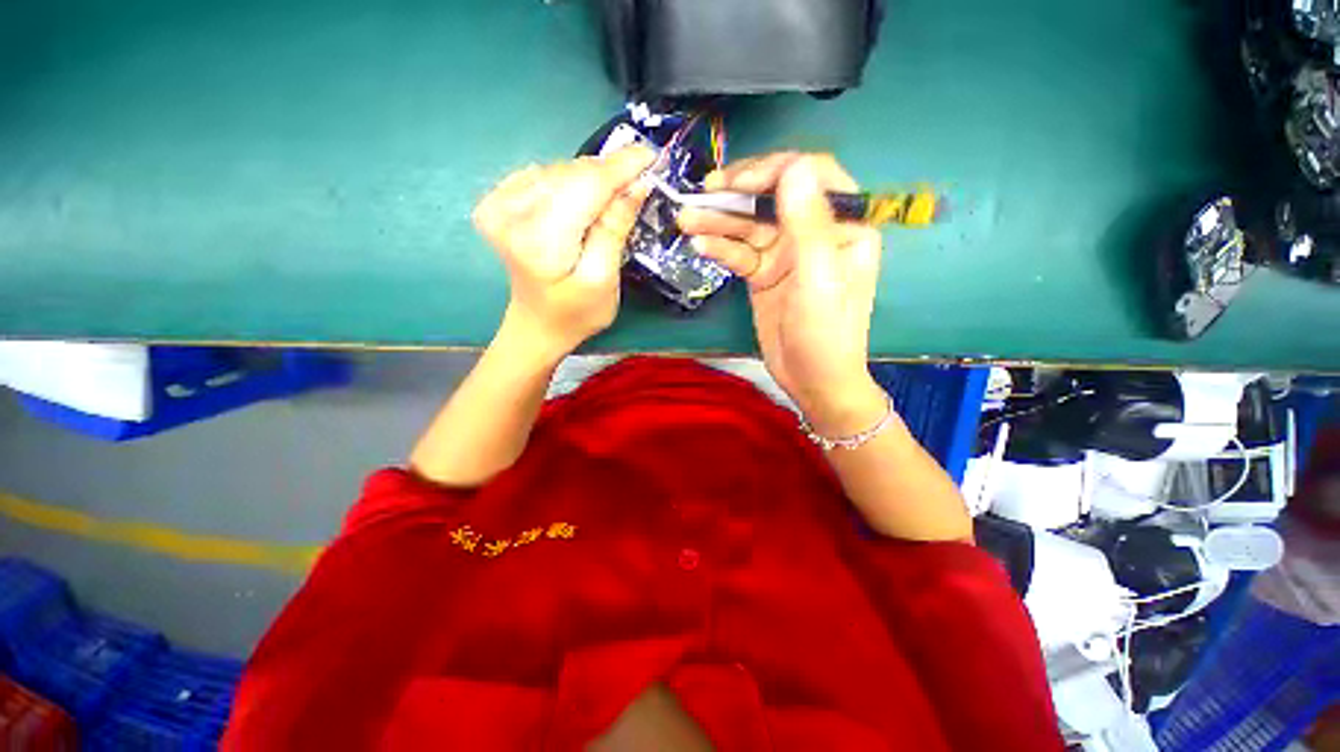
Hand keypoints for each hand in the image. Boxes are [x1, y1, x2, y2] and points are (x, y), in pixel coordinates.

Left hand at [473, 146, 655, 358]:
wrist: (538, 325)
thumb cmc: (576, 313)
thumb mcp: (604, 279)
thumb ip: (615, 229)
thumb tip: (637, 183)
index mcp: (538, 239)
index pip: (586, 185)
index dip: (621, 167)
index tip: (652, 154)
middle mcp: (508, 211)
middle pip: (572, 174)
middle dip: (609, 174)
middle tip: (639, 179)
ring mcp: (497, 203)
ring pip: (559, 171)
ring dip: (591, 179)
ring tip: (612, 198)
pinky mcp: (497, 200)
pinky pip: (544, 176)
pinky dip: (569, 183)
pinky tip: (581, 201)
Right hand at [679, 153, 886, 434]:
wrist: (811, 380)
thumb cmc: (825, 333)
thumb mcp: (819, 279)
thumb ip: (808, 224)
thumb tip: (793, 166)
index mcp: (844, 225)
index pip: (812, 176)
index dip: (774, 171)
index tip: (739, 184)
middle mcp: (814, 231)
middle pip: (773, 196)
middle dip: (737, 193)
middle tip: (702, 193)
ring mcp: (785, 252)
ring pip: (749, 225)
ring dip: (718, 221)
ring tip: (686, 220)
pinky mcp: (763, 272)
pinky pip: (739, 252)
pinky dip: (720, 248)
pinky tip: (699, 246)